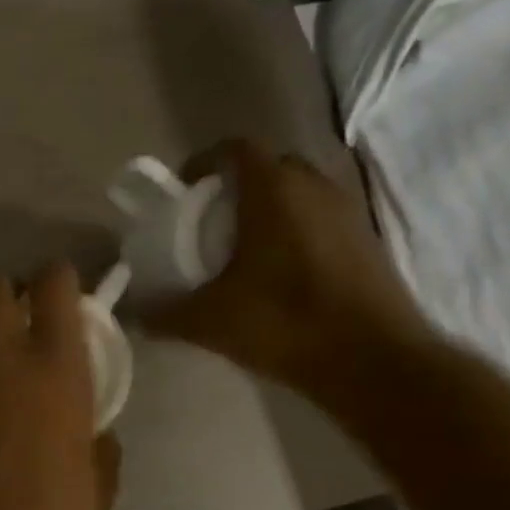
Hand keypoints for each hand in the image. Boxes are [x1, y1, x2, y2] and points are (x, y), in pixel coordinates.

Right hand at [146, 140, 437, 403]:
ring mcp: (347, 212)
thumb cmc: (284, 323)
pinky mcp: (366, 240)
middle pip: (269, 166)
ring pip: (299, 192)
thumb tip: (136, 315)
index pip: (236, 149)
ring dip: (268, 208)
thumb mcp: (209, 322)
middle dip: (236, 185)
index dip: (204, 162)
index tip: (183, 190)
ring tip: (242, 248)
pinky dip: (295, 230)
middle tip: (209, 221)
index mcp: (273, 192)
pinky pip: (321, 218)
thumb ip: (165, 314)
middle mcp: (314, 188)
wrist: (373, 360)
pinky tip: (278, 272)